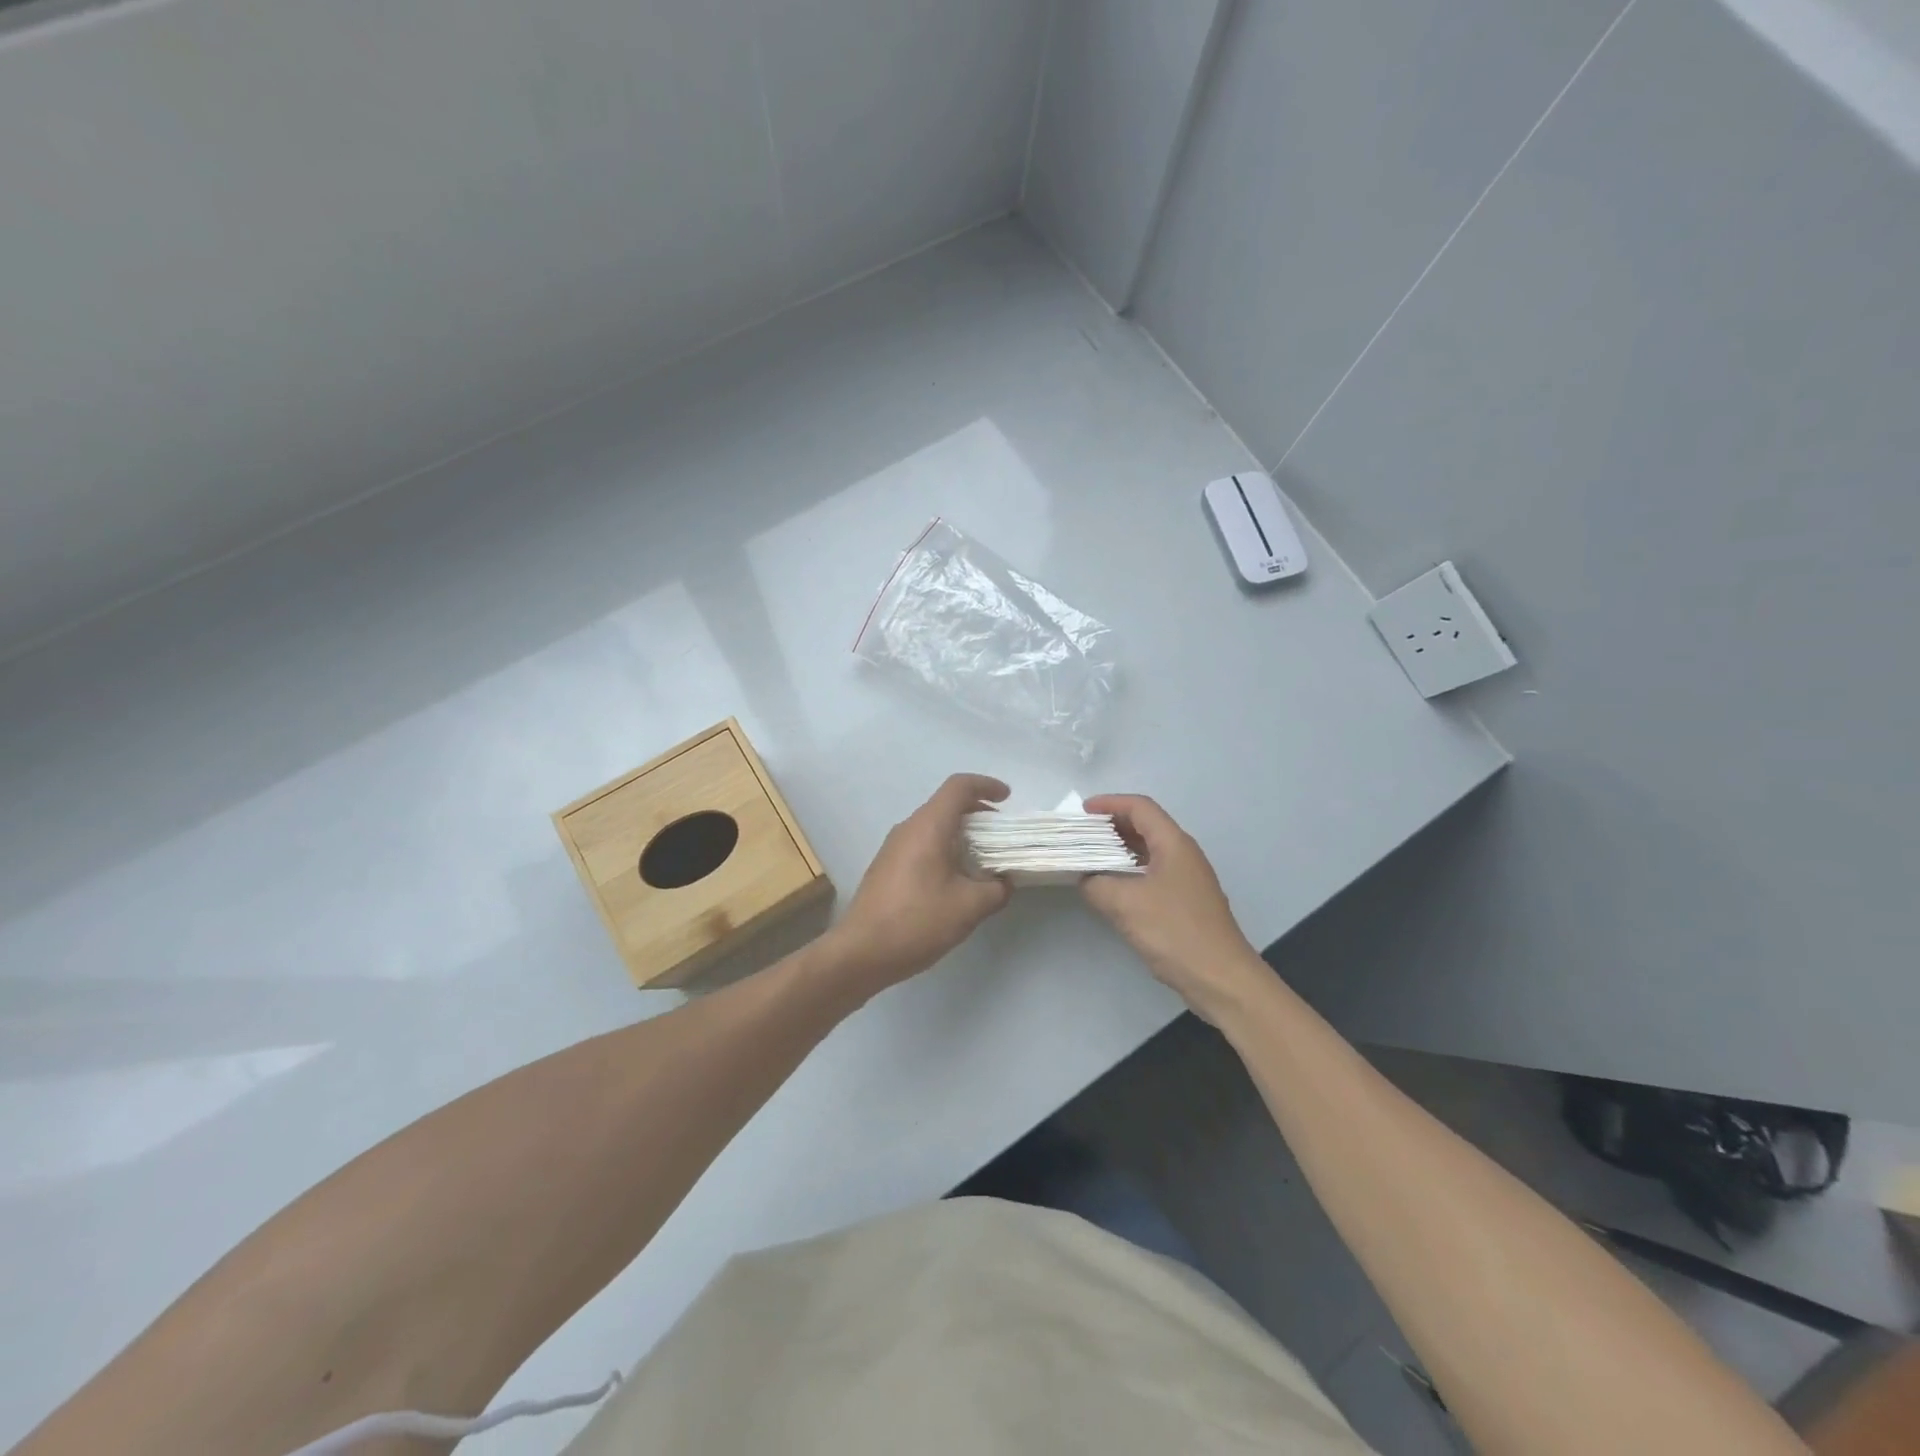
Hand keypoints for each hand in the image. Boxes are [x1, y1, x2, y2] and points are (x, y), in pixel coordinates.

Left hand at [825, 773, 1012, 994]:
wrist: (861, 952)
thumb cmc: (917, 921)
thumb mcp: (970, 907)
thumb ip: (996, 889)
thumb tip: (1003, 882)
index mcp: (928, 826)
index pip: (958, 787)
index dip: (985, 785)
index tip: (1007, 798)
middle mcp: (908, 829)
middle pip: (946, 805)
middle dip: (978, 813)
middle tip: (1002, 835)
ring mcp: (893, 848)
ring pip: (933, 826)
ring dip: (961, 834)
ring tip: (983, 860)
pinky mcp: (887, 867)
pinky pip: (921, 845)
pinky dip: (944, 849)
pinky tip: (956, 880)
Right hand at [1080, 794, 1264, 1022]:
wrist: (1220, 978)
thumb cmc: (1174, 931)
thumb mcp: (1125, 904)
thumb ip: (1097, 884)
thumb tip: (1085, 878)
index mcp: (1174, 844)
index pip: (1140, 807)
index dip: (1110, 803)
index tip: (1081, 812)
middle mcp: (1183, 854)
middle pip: (1145, 826)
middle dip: (1112, 825)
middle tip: (1080, 834)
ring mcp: (1186, 879)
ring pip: (1148, 851)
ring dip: (1119, 850)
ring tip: (1088, 857)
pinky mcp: (1185, 902)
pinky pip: (1152, 873)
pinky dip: (1129, 872)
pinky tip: (1110, 888)